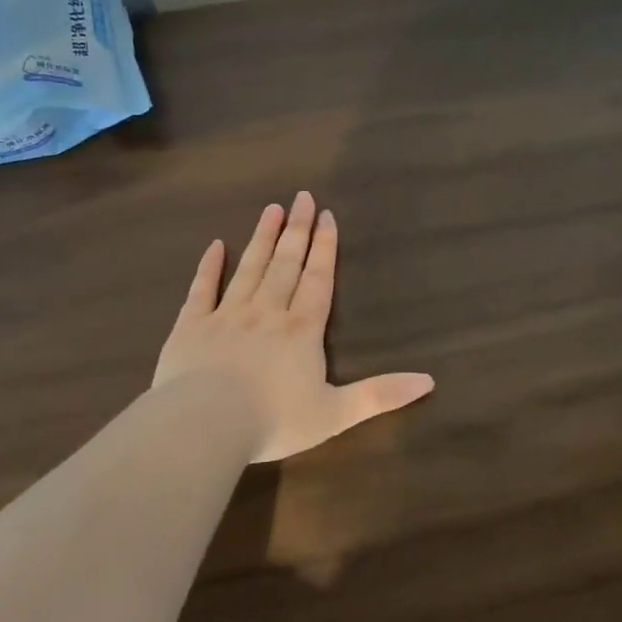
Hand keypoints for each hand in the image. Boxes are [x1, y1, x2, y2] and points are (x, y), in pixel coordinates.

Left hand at [152, 192, 435, 462]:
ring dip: (262, 238)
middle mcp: (267, 312)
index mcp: (302, 330)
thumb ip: (380, 395)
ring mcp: (227, 315)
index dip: (324, 247)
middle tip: (302, 197)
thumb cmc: (274, 420)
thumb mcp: (336, 414)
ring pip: (249, 268)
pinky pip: (202, 289)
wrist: (205, 424)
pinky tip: (215, 246)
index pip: (318, 280)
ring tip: (271, 210)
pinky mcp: (191, 326)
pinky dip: (208, 267)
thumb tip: (429, 381)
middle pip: (285, 264)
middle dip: (297, 231)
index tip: (326, 215)